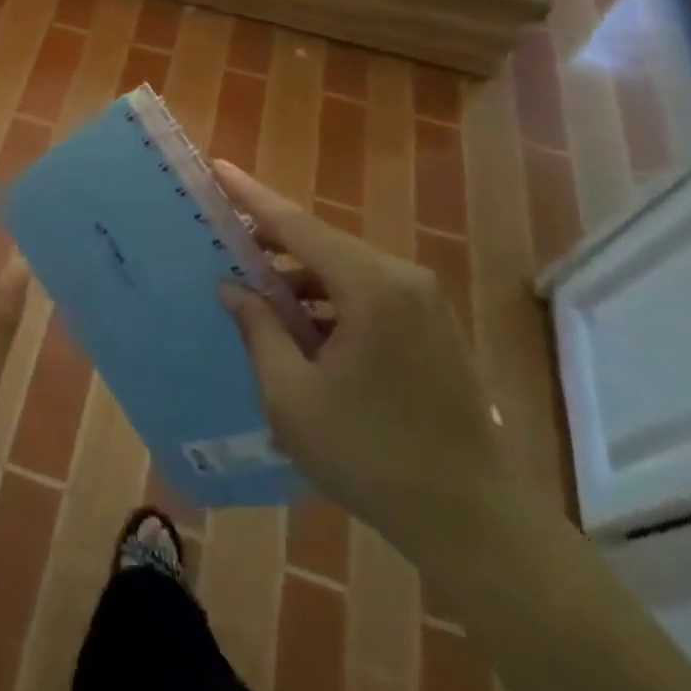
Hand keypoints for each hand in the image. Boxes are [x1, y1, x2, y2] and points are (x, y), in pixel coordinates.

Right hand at [213, 161, 512, 558]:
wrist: (472, 522)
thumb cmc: (370, 455)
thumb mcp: (292, 396)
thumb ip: (258, 330)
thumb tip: (233, 286)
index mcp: (371, 287)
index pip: (297, 225)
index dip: (252, 196)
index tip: (219, 168)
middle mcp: (402, 279)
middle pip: (323, 244)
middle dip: (272, 241)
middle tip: (226, 241)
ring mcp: (424, 302)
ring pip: (345, 270)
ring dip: (300, 278)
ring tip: (257, 293)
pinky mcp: (432, 327)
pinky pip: (368, 294)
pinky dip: (329, 301)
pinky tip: (302, 328)